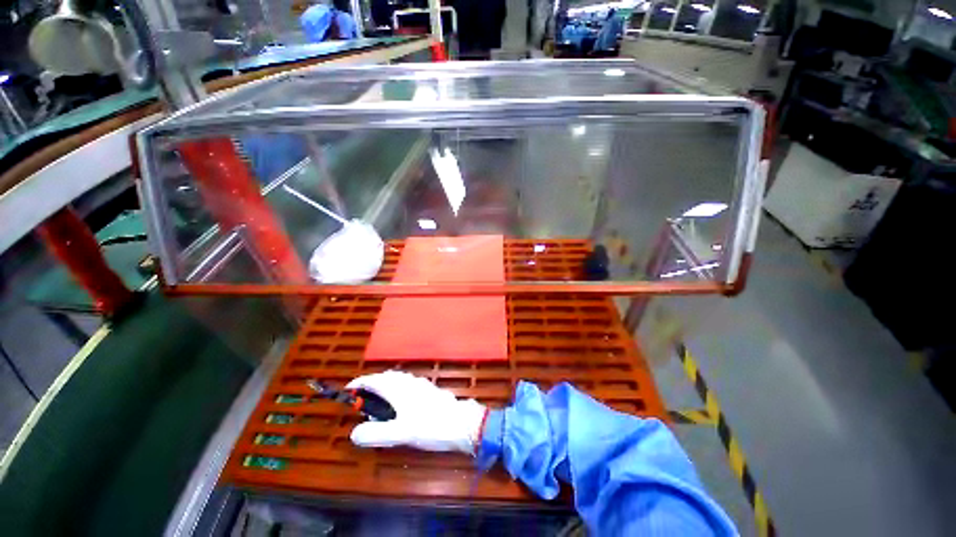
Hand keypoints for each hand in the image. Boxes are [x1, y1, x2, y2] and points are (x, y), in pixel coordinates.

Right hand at [345, 371, 485, 453]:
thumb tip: (354, 433)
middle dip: (373, 384)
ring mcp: (421, 384)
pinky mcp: (429, 390)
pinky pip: (407, 384)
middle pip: (387, 377)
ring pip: (399, 380)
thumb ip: (375, 433)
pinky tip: (400, 404)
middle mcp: (409, 382)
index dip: (360, 383)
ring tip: (379, 404)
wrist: (460, 423)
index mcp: (399, 389)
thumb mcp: (400, 433)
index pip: (375, 380)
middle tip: (362, 400)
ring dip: (386, 386)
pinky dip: (397, 390)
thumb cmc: (430, 426)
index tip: (348, 390)